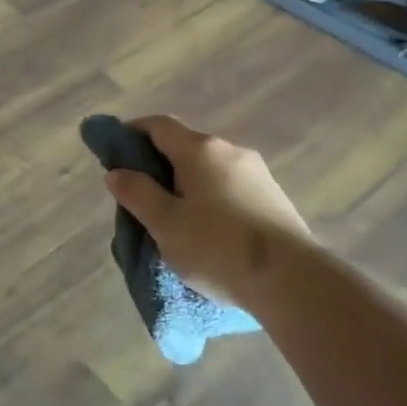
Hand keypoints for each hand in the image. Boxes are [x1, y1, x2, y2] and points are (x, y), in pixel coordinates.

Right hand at [103, 116, 312, 306]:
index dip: (131, 134)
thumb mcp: (165, 224)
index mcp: (200, 149)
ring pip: (208, 170)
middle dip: (158, 166)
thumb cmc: (217, 247)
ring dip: (186, 185)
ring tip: (174, 220)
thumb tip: (117, 172)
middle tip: (140, 198)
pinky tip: (208, 230)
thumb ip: (137, 193)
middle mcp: (230, 151)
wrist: (292, 281)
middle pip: (184, 147)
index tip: (114, 155)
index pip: (157, 125)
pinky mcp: (273, 198)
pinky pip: (229, 188)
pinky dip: (210, 199)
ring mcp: (257, 173)